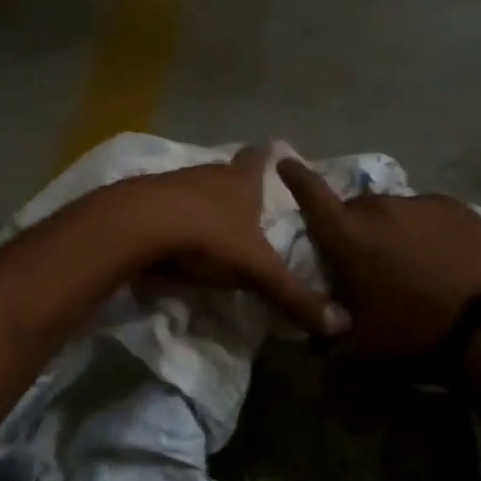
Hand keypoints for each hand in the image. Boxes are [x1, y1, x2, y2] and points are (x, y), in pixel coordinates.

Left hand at [102, 146, 349, 336]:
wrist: (137, 225)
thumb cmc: (207, 236)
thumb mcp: (257, 271)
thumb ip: (294, 297)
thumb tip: (343, 325)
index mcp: (240, 180)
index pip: (259, 157)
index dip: (268, 157)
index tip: (275, 155)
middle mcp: (207, 173)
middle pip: (225, 173)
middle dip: (236, 187)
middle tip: (248, 206)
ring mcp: (171, 183)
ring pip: (193, 189)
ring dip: (202, 205)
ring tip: (212, 227)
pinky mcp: (141, 200)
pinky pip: (164, 207)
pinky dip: (172, 219)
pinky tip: (172, 240)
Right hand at [276, 160, 480, 358]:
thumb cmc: (411, 330)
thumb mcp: (361, 342)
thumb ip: (330, 333)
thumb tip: (315, 336)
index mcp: (347, 235)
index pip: (311, 193)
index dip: (296, 177)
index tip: (286, 162)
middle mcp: (379, 208)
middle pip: (357, 208)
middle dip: (356, 227)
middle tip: (369, 257)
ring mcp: (420, 203)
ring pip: (395, 210)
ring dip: (394, 228)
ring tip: (411, 260)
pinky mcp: (456, 207)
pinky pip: (429, 213)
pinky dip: (427, 229)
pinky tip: (442, 255)